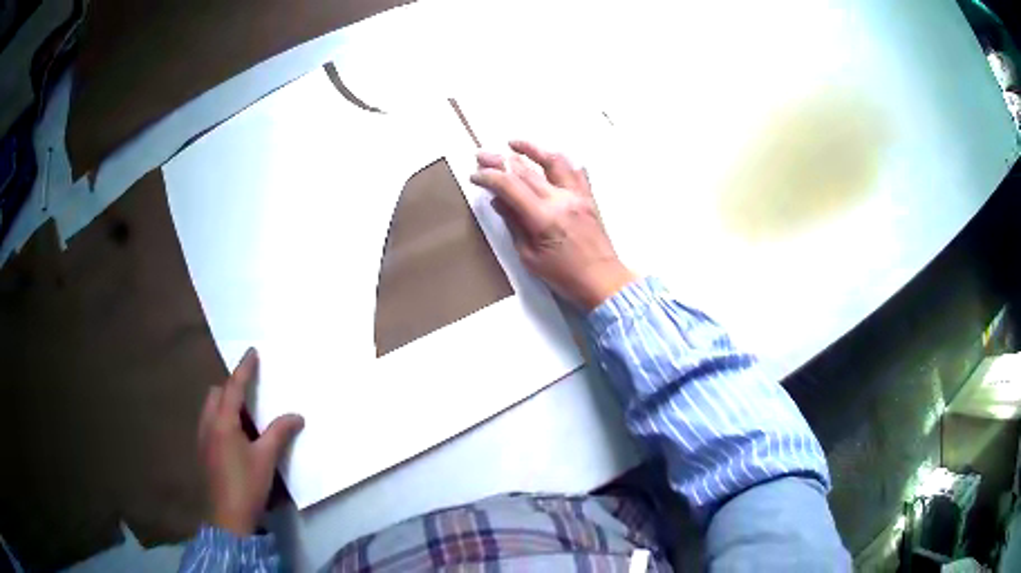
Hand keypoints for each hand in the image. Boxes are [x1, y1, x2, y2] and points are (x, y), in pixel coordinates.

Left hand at [198, 348, 303, 535]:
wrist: (228, 518)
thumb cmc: (247, 485)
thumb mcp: (266, 459)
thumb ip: (279, 433)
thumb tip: (297, 416)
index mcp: (223, 422)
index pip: (233, 387)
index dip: (244, 368)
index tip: (252, 352)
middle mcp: (208, 424)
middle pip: (215, 393)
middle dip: (231, 388)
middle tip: (251, 396)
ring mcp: (203, 438)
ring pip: (210, 408)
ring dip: (225, 404)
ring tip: (246, 418)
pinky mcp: (203, 451)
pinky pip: (210, 423)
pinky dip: (222, 419)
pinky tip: (236, 439)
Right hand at [470, 140, 636, 310]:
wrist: (602, 281)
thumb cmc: (564, 276)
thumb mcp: (530, 257)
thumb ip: (515, 225)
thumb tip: (499, 201)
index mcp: (543, 218)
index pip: (509, 186)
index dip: (489, 177)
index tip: (475, 175)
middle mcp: (560, 200)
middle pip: (526, 170)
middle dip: (500, 160)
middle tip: (481, 154)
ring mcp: (577, 196)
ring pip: (554, 161)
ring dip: (532, 149)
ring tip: (514, 144)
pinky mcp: (588, 198)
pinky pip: (575, 171)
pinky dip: (560, 161)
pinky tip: (550, 158)